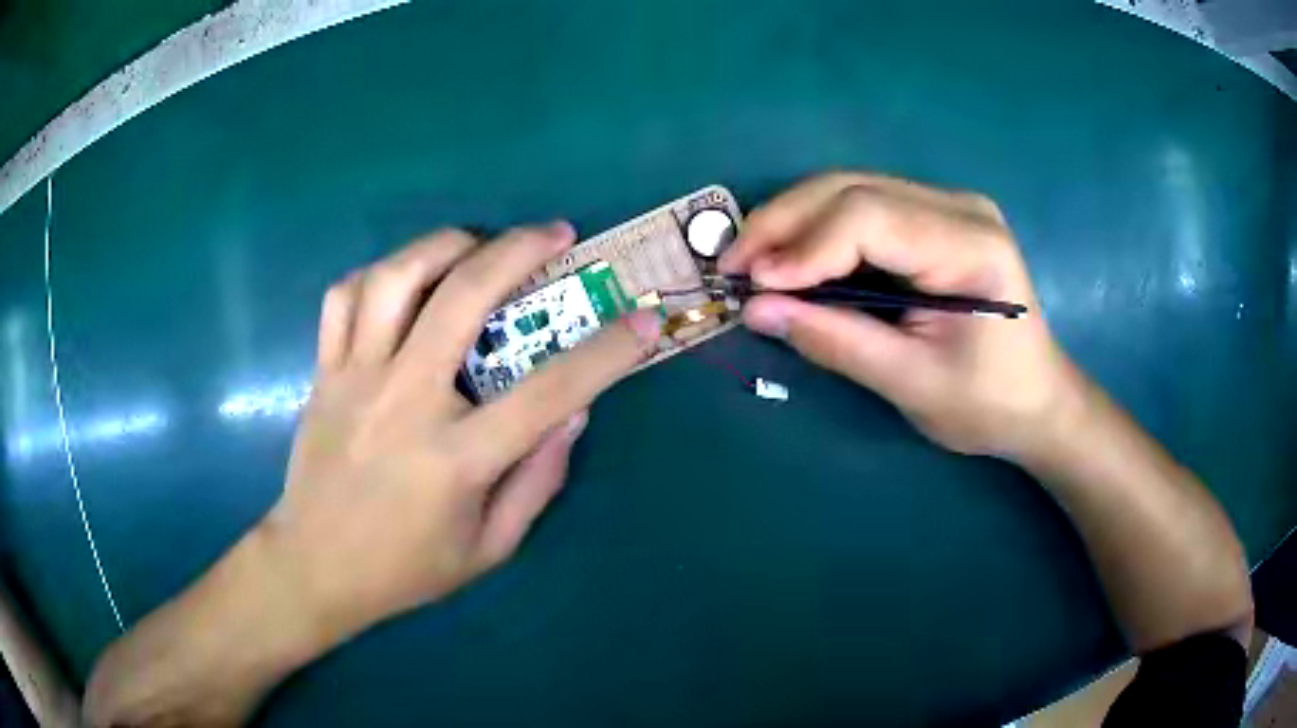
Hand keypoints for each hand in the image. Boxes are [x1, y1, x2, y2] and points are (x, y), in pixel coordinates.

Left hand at [84, 222, 662, 726]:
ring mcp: (356, 378)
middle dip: (520, 250)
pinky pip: (344, 297)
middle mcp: (405, 401)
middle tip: (555, 233)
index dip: (607, 350)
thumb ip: (537, 481)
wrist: (314, 566)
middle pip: (464, 298)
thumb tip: (574, 413)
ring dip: (446, 244)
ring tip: (477, 241)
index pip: (549, 390)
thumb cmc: (405, 568)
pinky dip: (378, 274)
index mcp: (457, 457)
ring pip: (396, 278)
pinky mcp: (324, 371)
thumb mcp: (489, 548)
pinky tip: (404, 280)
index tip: (643, 318)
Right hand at [720, 173, 1077, 458]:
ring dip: (793, 222)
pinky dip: (818, 232)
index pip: (871, 217)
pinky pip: (862, 209)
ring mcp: (947, 207)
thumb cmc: (988, 404)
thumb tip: (756, 310)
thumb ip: (836, 341)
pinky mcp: (933, 219)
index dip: (805, 246)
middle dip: (784, 223)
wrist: (1037, 401)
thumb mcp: (912, 384)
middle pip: (853, 189)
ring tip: (752, 262)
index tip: (753, 284)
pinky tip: (791, 258)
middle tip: (733, 264)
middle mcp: (960, 207)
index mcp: (971, 245)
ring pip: (850, 190)